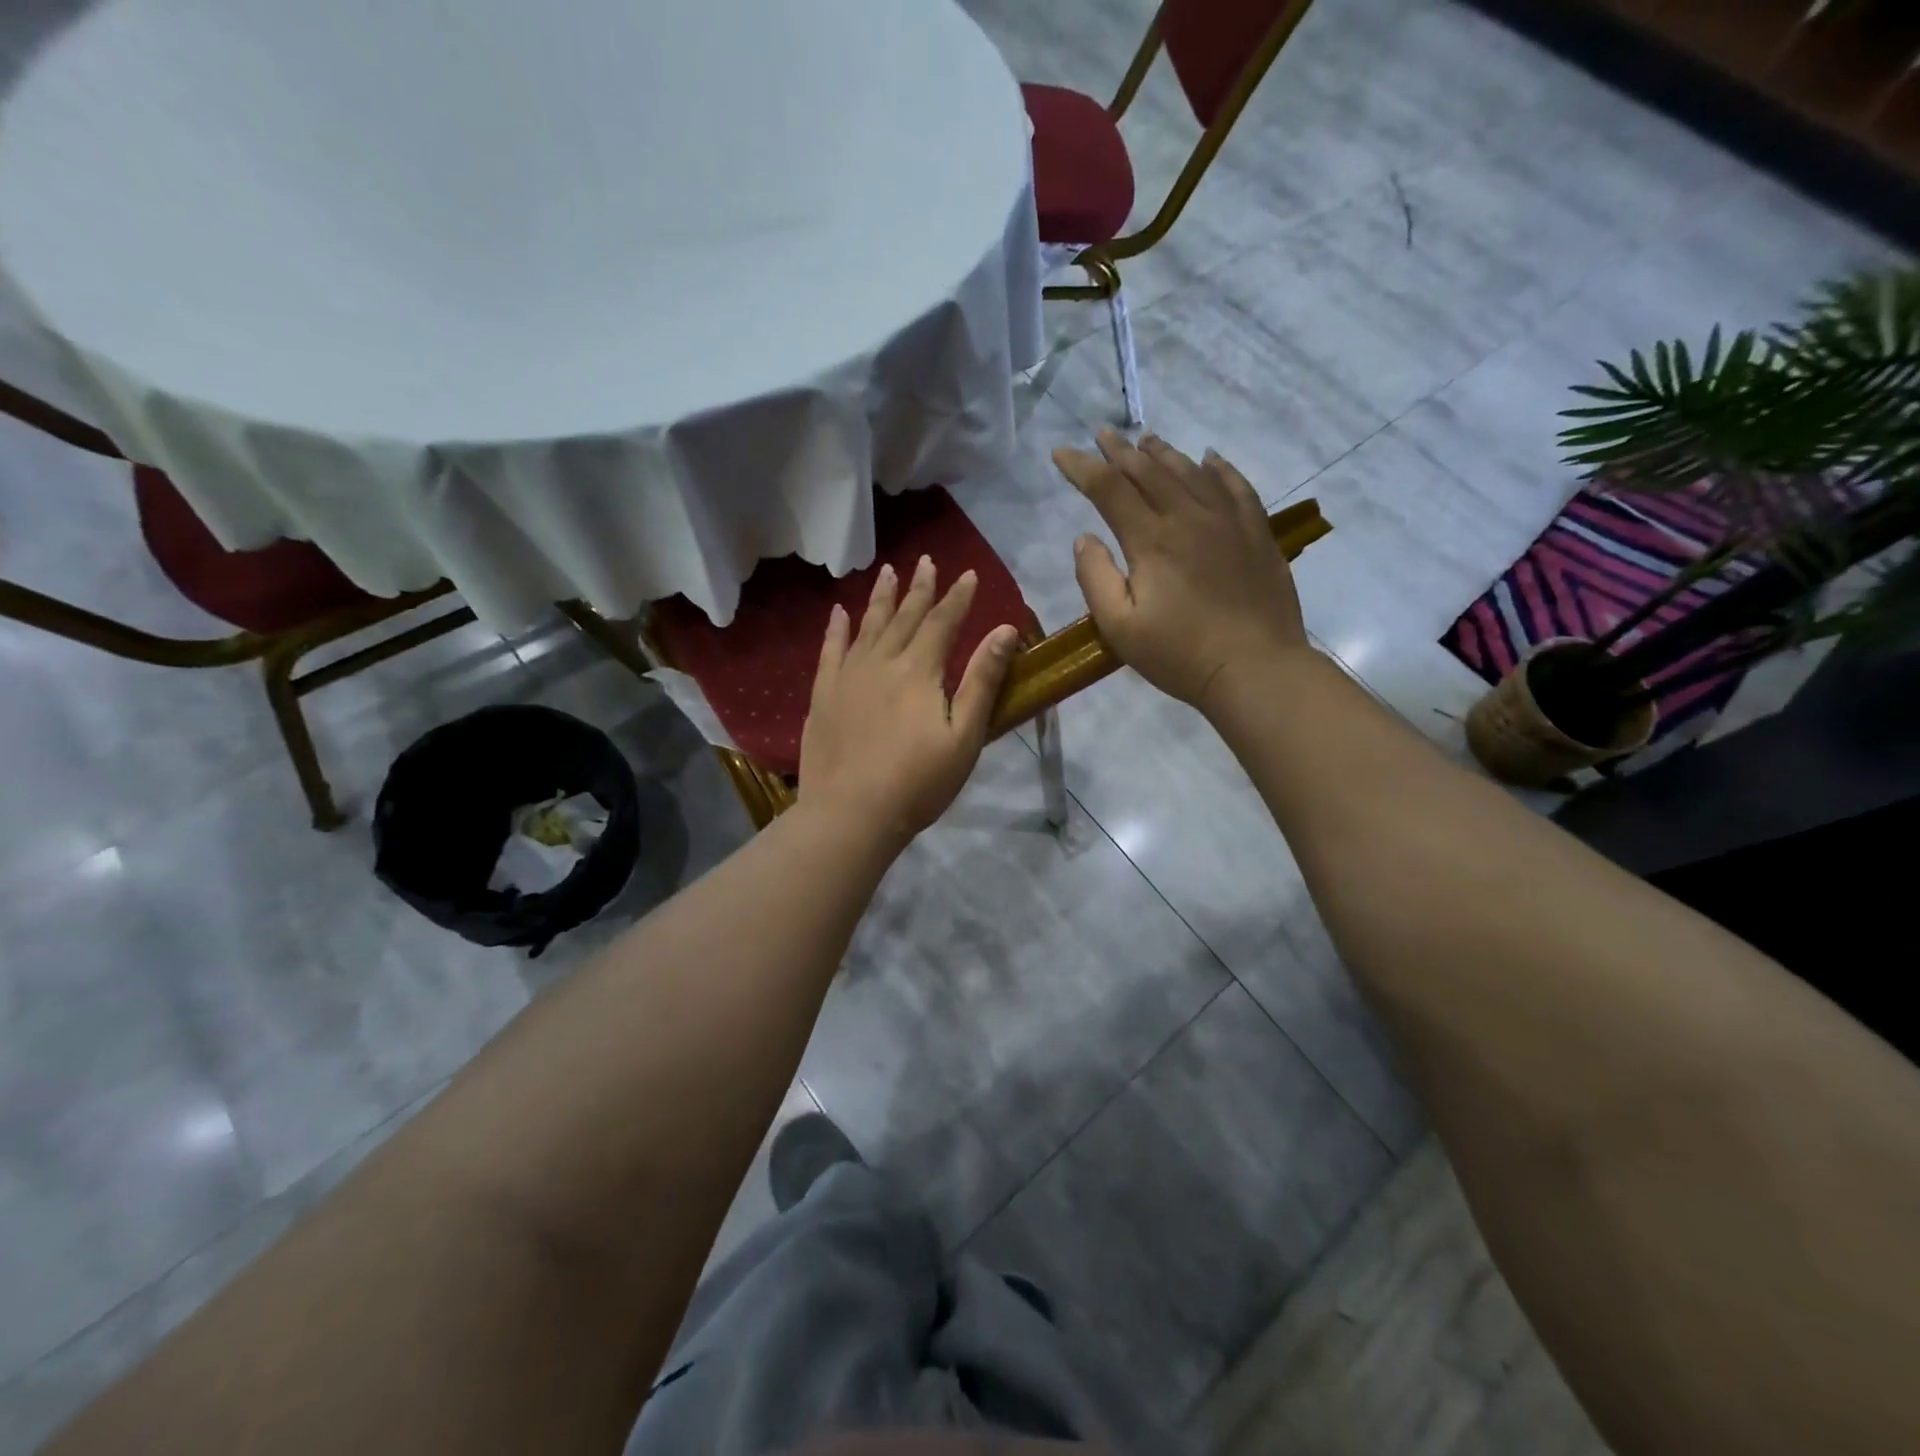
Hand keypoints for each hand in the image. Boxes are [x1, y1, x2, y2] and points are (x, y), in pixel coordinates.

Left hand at [799, 555, 1019, 845]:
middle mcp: (882, 662)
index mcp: (919, 671)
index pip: (943, 622)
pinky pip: (830, 651)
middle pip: (905, 617)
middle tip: (926, 560)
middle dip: (919, 588)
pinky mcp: (823, 695)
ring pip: (868, 626)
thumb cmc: (917, 782)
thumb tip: (1005, 629)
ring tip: (888, 570)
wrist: (850, 814)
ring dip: (880, 598)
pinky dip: (836, 629)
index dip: (958, 597)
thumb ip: (983, 680)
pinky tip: (839, 613)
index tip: (968, 574)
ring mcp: (848, 677)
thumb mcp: (964, 736)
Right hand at [1053, 430, 1309, 712]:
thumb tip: (1084, 538)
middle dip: (1120, 452)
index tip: (1061, 453)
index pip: (1109, 489)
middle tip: (1102, 434)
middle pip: (1149, 471)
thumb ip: (1096, 579)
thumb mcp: (1120, 628)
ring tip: (1145, 440)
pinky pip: (1237, 486)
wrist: (1256, 669)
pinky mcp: (1257, 533)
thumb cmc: (1180, 655)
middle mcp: (1189, 517)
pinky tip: (1210, 459)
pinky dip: (1219, 468)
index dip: (1082, 468)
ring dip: (1163, 454)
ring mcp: (1228, 521)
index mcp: (1151, 540)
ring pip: (1191, 472)